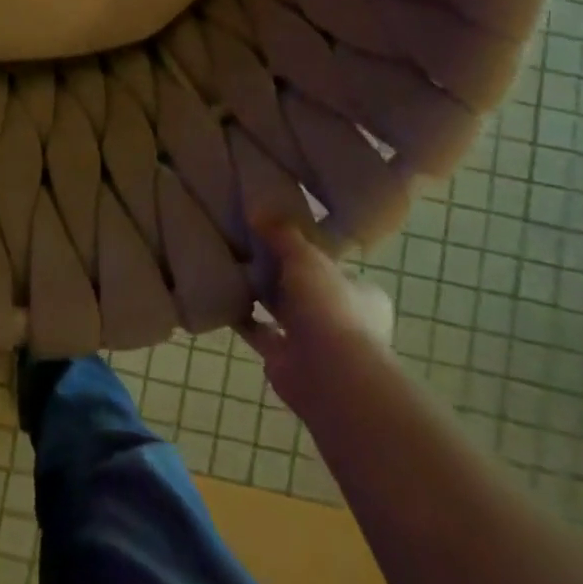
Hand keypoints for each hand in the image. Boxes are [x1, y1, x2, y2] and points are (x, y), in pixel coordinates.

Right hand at [238, 218, 394, 412]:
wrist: (329, 377)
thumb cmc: (330, 309)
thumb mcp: (307, 258)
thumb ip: (283, 234)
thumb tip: (258, 207)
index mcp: (362, 295)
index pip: (334, 267)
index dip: (309, 252)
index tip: (278, 234)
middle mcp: (343, 319)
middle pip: (305, 289)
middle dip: (280, 274)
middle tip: (246, 245)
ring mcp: (314, 343)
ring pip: (282, 312)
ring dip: (260, 296)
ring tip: (228, 265)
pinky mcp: (286, 360)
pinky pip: (259, 332)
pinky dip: (243, 318)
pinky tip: (220, 296)